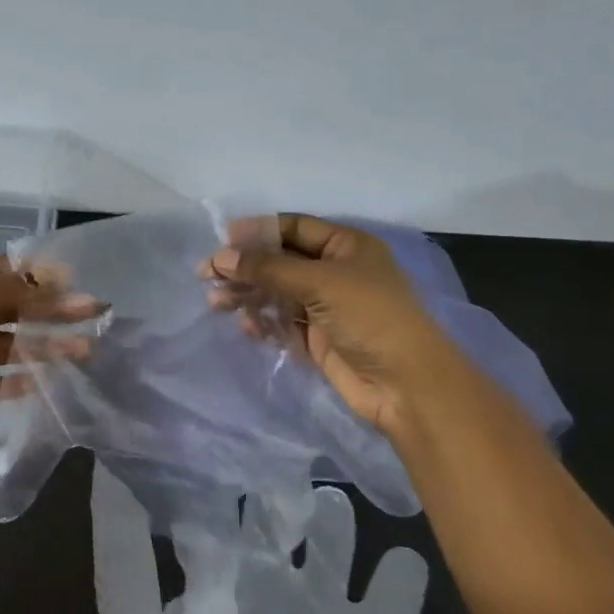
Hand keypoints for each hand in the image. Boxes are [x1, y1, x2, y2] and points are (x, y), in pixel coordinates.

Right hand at [205, 214, 456, 439]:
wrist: (406, 384)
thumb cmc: (370, 317)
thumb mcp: (320, 283)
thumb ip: (269, 269)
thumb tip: (221, 258)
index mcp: (346, 246)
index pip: (293, 228)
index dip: (258, 232)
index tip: (222, 241)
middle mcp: (336, 272)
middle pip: (280, 262)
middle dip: (246, 267)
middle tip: (207, 276)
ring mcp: (326, 307)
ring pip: (277, 293)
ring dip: (248, 295)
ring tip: (216, 303)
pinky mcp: (318, 339)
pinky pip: (282, 323)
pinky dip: (262, 322)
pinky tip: (244, 326)